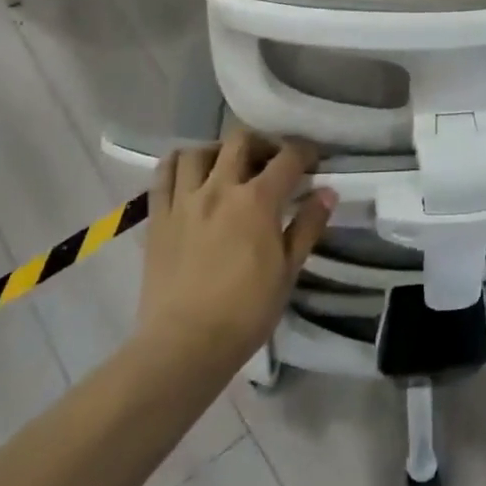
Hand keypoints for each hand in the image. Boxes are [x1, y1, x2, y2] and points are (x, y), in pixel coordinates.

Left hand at [138, 132, 334, 363]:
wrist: (184, 344)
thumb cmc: (246, 311)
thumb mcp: (289, 270)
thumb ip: (308, 226)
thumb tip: (327, 193)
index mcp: (257, 200)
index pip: (287, 158)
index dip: (305, 151)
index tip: (312, 158)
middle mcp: (219, 188)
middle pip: (240, 141)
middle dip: (262, 143)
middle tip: (271, 161)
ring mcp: (184, 200)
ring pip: (198, 151)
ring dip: (217, 151)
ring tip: (227, 166)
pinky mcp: (158, 217)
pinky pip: (163, 174)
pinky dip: (179, 165)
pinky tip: (190, 177)